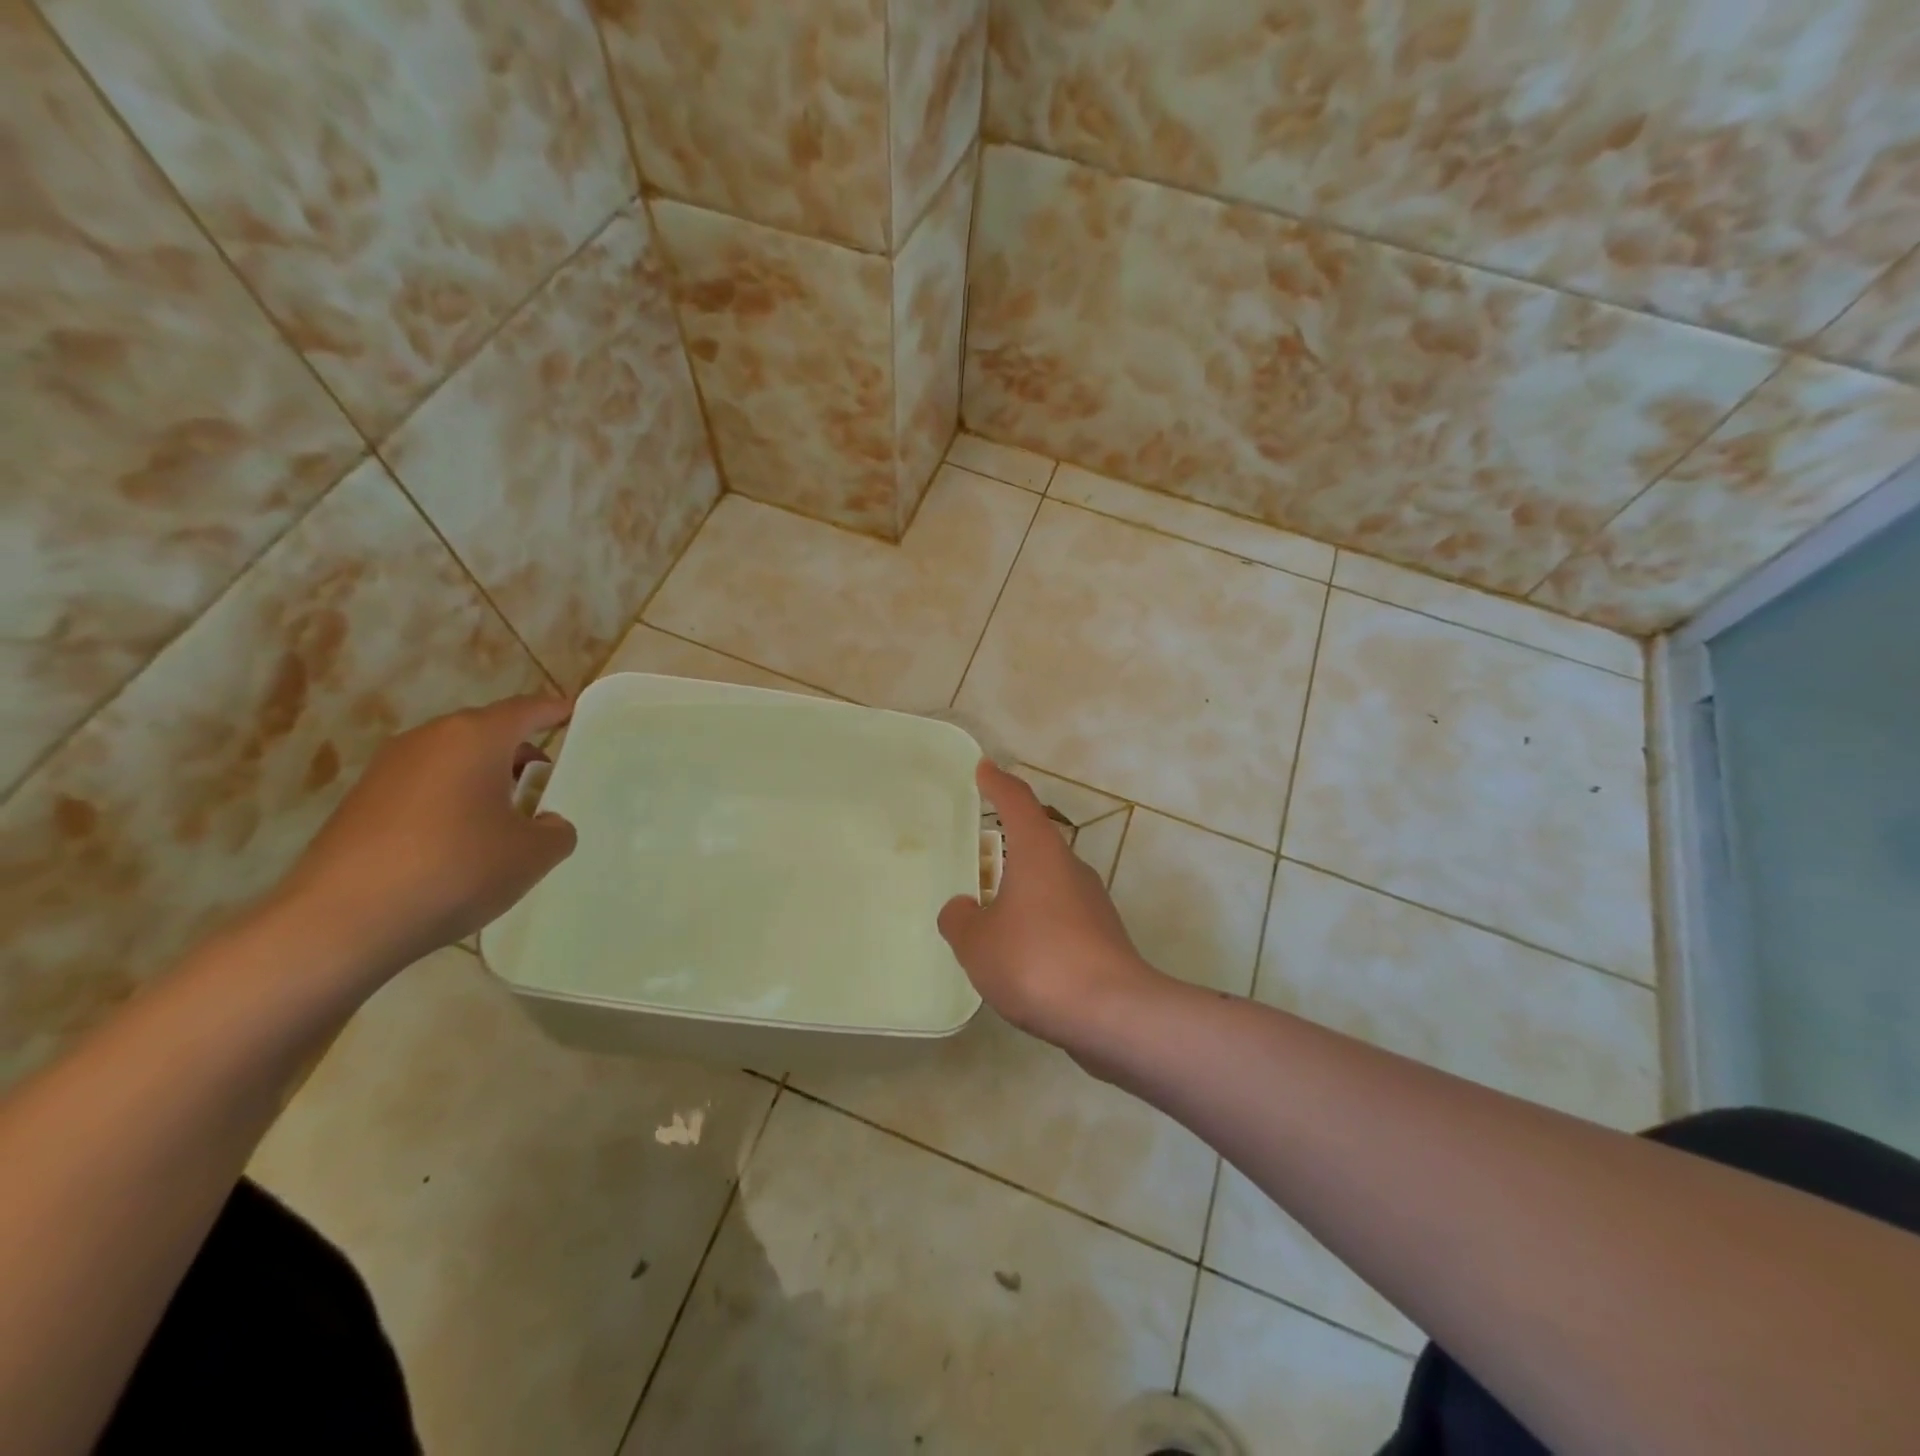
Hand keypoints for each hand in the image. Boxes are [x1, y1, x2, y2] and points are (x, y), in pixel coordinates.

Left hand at [271, 696, 577, 983]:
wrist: (341, 921)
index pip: (526, 710)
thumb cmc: (455, 870)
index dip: (554, 711)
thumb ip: (556, 830)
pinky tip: (460, 841)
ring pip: (453, 759)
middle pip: (486, 732)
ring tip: (506, 817)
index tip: (574, 714)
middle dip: (519, 752)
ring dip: (483, 778)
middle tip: (546, 781)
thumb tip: (546, 823)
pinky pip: (424, 786)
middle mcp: (429, 739)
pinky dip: (451, 800)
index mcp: (475, 737)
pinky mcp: (361, 802)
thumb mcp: (533, 854)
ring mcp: (388, 769)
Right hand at [937, 761, 1165, 1048]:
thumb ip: (960, 919)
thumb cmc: (1036, 962)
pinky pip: (1061, 916)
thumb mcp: (977, 942)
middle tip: (977, 858)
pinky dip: (1037, 923)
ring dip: (1022, 890)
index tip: (984, 769)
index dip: (998, 783)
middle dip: (1008, 846)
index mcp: (1039, 852)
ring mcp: (1093, 903)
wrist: (1113, 1014)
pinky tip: (1020, 954)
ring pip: (1049, 882)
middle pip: (1036, 842)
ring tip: (991, 915)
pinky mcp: (1104, 937)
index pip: (1017, 802)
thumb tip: (961, 908)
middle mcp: (1070, 868)